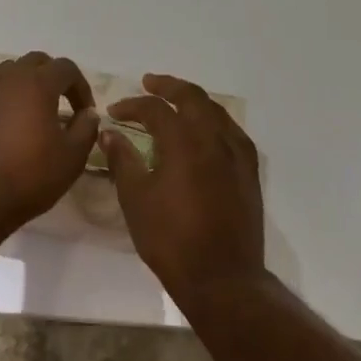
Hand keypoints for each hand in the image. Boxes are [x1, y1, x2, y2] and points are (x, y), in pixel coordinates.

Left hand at [0, 52, 98, 238]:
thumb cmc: (27, 179)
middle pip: (35, 62)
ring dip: (22, 84)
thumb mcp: (71, 159)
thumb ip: (86, 129)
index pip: (66, 68)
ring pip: (6, 72)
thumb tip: (88, 113)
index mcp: (37, 84)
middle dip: (52, 78)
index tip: (84, 111)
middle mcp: (7, 77)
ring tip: (27, 110)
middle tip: (59, 104)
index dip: (80, 86)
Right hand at [102, 73, 264, 305]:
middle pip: (192, 98)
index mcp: (184, 142)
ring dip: (193, 100)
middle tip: (149, 83)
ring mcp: (236, 155)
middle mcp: (213, 139)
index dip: (132, 105)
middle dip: (168, 87)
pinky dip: (215, 120)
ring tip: (176, 101)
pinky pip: (233, 132)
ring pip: (216, 111)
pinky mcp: (249, 172)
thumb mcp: (136, 199)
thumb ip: (123, 160)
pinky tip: (208, 130)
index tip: (114, 112)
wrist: (222, 278)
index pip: (155, 110)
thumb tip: (110, 133)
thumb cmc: (171, 239)